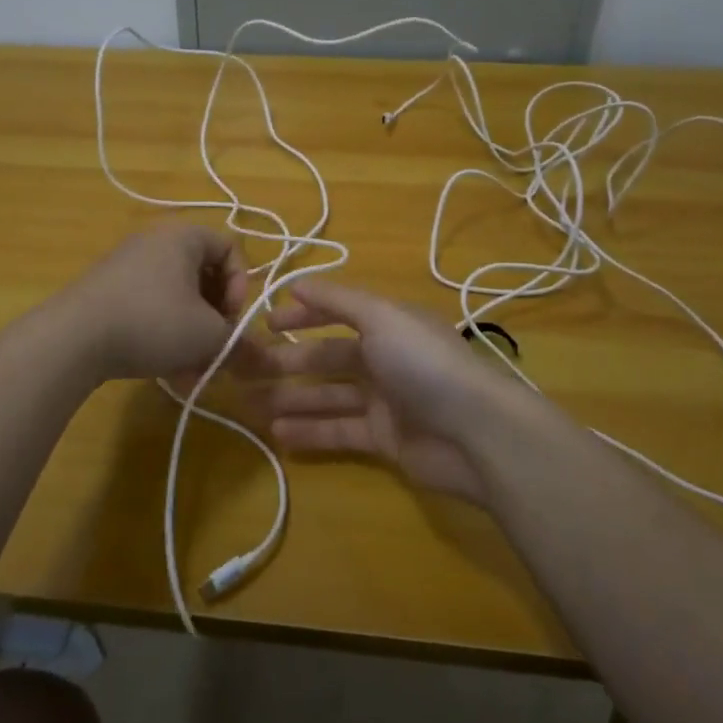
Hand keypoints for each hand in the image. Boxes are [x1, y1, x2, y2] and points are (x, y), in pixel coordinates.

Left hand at [61, 223, 250, 380]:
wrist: (72, 339)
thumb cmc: (153, 322)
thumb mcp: (208, 337)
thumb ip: (240, 346)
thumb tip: (265, 362)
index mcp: (184, 237)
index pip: (231, 250)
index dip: (241, 286)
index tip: (230, 319)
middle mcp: (155, 242)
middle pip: (203, 277)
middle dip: (215, 319)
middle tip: (215, 350)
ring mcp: (127, 266)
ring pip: (176, 300)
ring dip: (191, 335)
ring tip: (191, 372)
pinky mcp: (106, 292)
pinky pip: (149, 308)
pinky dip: (164, 336)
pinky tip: (167, 374)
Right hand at [252, 279, 527, 505]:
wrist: (476, 432)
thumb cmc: (424, 363)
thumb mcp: (381, 317)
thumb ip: (337, 301)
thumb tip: (296, 283)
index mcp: (388, 324)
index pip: (338, 314)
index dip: (303, 316)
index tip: (265, 324)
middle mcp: (386, 358)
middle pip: (329, 357)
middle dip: (289, 363)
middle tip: (246, 371)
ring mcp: (385, 400)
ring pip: (329, 396)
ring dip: (292, 398)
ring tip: (251, 404)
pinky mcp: (384, 440)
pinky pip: (339, 432)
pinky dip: (310, 432)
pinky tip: (278, 433)